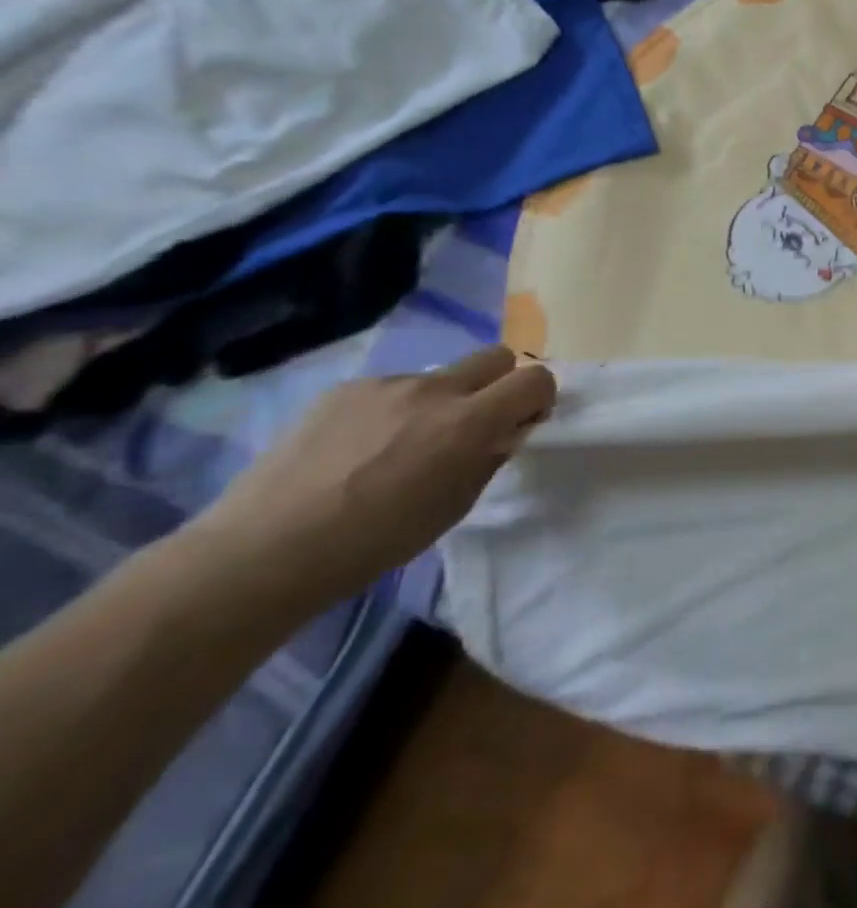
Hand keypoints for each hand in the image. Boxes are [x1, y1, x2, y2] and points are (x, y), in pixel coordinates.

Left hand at [188, 347, 556, 602]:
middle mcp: (432, 390)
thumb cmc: (377, 541)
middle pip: (495, 356)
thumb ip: (488, 457)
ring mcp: (383, 385)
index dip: (539, 398)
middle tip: (476, 424)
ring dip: (440, 401)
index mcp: (468, 421)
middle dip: (499, 383)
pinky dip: (394, 410)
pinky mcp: (342, 390)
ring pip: (438, 376)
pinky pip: (389, 389)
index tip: (522, 424)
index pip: (535, 379)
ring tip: (402, 447)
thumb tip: (502, 433)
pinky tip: (360, 449)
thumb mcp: (456, 505)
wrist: (266, 551)